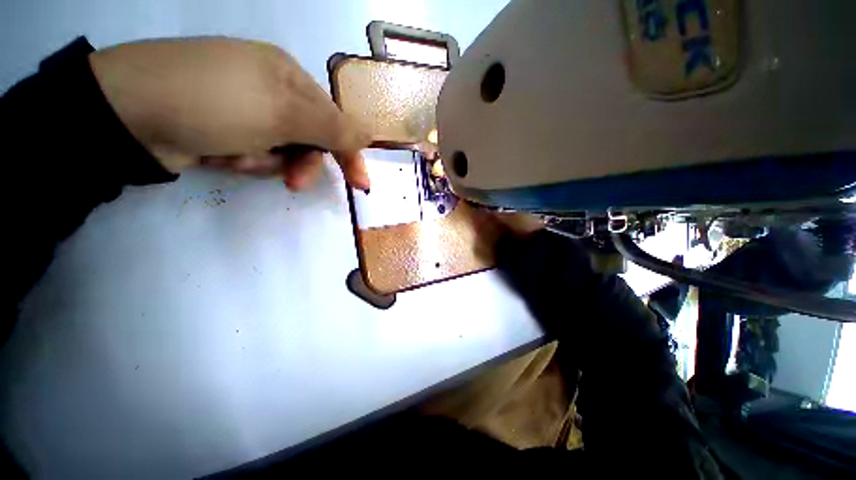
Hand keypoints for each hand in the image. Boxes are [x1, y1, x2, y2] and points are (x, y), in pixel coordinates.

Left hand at [89, 37, 369, 190]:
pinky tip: (219, 154)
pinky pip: (254, 154)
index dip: (349, 153)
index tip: (360, 184)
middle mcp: (271, 90)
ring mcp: (246, 109)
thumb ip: (333, 128)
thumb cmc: (216, 102)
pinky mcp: (224, 128)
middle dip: (301, 163)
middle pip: (308, 139)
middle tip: (293, 182)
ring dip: (266, 162)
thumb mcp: (284, 114)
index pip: (335, 121)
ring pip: (282, 151)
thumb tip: (370, 135)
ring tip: (236, 156)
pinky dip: (243, 160)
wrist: (128, 113)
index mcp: (289, 76)